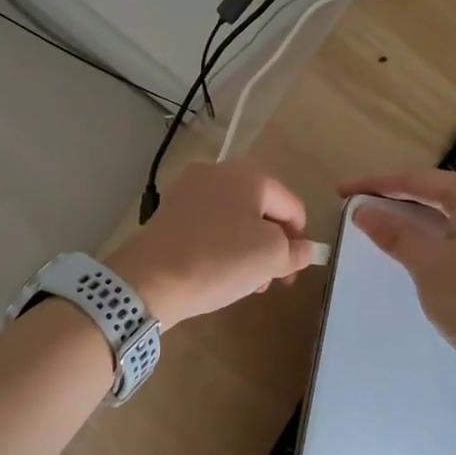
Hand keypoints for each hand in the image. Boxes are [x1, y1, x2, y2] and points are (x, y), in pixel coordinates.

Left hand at [108, 161, 315, 330]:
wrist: (150, 278)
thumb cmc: (219, 261)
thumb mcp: (271, 257)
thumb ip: (296, 251)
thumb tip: (304, 249)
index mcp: (249, 174)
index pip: (291, 206)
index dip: (300, 240)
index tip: (293, 272)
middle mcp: (218, 172)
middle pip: (261, 209)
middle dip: (272, 245)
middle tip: (271, 280)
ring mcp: (189, 189)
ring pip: (234, 218)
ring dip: (247, 248)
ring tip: (245, 282)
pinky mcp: (169, 210)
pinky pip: (209, 224)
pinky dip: (220, 244)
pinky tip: (217, 271)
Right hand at [338, 168, 455, 379]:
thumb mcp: (427, 264)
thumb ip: (394, 232)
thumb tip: (363, 211)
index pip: (418, 179)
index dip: (376, 183)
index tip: (343, 190)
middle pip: (438, 192)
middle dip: (397, 198)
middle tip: (360, 205)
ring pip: (453, 216)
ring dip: (416, 219)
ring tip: (383, 225)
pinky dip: (437, 237)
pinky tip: (420, 251)